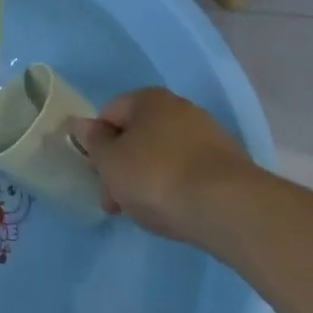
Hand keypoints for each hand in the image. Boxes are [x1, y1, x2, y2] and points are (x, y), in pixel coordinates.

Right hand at [69, 88, 260, 244]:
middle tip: (117, 201)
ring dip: (148, 180)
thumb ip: (93, 143)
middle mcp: (180, 108)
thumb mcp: (110, 162)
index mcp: (149, 98)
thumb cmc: (157, 177)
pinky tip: (176, 212)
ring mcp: (208, 136)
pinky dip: (177, 188)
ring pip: (163, 155)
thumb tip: (83, 125)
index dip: (98, 144)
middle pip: (138, 136)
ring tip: (147, 213)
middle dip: (123, 167)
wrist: (230, 209)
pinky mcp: (229, 166)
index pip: (110, 113)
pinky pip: (189, 172)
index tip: (97, 176)